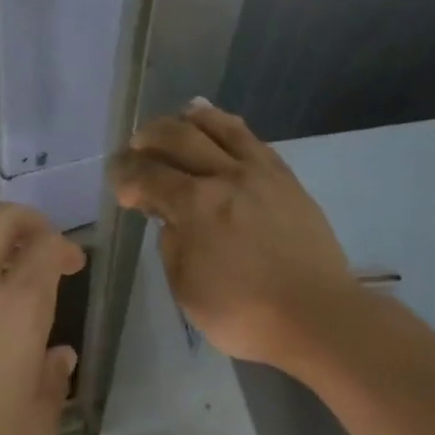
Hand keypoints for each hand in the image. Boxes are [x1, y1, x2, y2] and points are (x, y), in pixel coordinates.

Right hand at [110, 99, 357, 367]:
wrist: (316, 314)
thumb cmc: (245, 313)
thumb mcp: (187, 290)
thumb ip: (172, 246)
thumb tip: (171, 218)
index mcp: (196, 205)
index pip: (148, 175)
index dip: (125, 175)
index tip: (118, 183)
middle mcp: (226, 175)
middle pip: (179, 137)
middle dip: (149, 138)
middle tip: (137, 150)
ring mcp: (262, 172)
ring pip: (220, 126)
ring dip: (190, 120)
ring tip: (177, 122)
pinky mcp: (287, 179)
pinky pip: (253, 139)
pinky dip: (229, 127)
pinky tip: (221, 129)